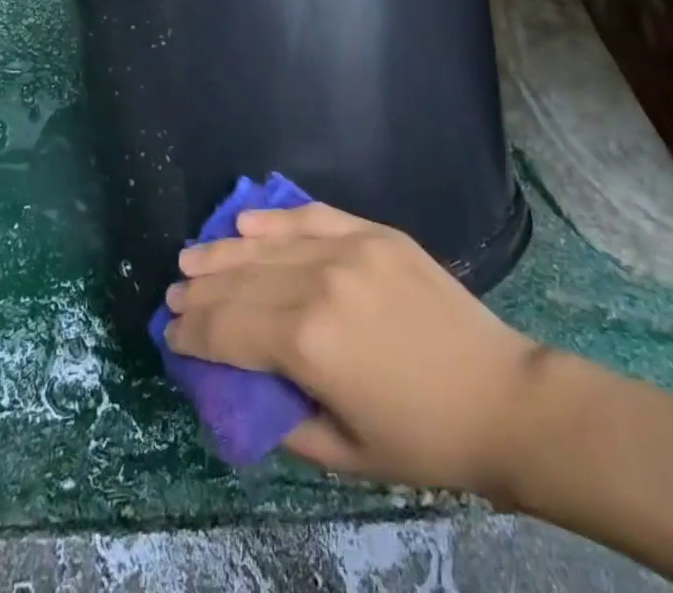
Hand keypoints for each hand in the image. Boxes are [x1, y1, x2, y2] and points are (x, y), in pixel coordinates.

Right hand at [163, 204, 551, 499]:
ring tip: (191, 256)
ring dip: (224, 252)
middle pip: (240, 282)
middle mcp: (319, 284)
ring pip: (268, 245)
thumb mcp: (342, 453)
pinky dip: (275, 219)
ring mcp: (349, 250)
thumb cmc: (422, 440)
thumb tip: (241, 387)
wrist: (502, 398)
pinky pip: (312, 218)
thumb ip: (281, 417)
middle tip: (172, 294)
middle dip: (199, 291)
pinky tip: (246, 222)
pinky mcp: (375, 232)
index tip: (169, 333)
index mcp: (307, 343)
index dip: (192, 332)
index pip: (228, 329)